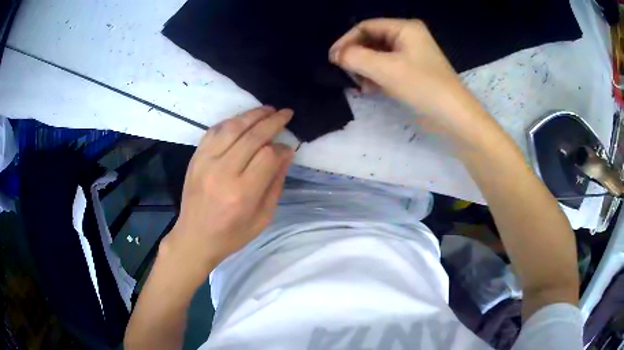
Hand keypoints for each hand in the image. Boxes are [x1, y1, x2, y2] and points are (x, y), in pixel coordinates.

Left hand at [161, 107, 293, 281]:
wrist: (195, 237)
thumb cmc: (232, 234)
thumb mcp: (263, 217)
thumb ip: (275, 183)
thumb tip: (285, 153)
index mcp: (242, 193)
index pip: (268, 156)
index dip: (282, 148)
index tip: (288, 147)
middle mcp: (223, 173)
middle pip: (252, 136)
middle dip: (273, 121)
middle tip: (286, 113)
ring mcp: (205, 162)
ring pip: (233, 128)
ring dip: (253, 115)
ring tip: (268, 110)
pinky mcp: (195, 158)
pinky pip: (214, 131)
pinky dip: (231, 121)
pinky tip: (242, 120)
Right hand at [329, 19, 475, 131]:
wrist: (455, 118)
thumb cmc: (424, 87)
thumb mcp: (386, 69)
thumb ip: (356, 58)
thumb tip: (336, 55)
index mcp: (405, 28)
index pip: (366, 27)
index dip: (346, 40)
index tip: (332, 60)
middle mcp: (408, 38)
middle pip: (371, 41)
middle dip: (356, 56)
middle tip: (345, 74)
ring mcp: (411, 56)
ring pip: (377, 56)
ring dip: (364, 69)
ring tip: (358, 85)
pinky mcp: (412, 73)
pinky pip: (387, 69)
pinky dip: (375, 77)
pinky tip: (369, 90)